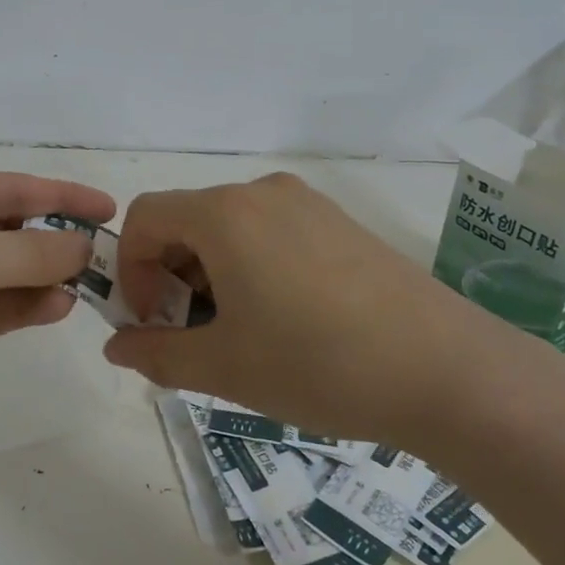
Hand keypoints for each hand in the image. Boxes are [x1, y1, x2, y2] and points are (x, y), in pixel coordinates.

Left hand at [0, 166, 114, 457]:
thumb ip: (31, 252)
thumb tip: (84, 246)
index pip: (11, 187)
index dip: (62, 195)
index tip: (111, 209)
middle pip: (11, 227)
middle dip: (56, 241)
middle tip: (108, 256)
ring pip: (8, 269)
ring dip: (46, 276)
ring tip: (91, 287)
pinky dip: (27, 305)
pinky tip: (60, 308)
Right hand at [102, 173, 489, 445]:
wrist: (448, 372)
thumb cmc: (317, 364)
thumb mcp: (224, 367)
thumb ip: (156, 354)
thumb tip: (116, 346)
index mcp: (224, 214)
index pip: (144, 218)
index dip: (130, 269)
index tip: (151, 322)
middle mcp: (262, 193)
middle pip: (187, 220)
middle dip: (171, 276)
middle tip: (191, 336)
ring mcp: (307, 204)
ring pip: (229, 229)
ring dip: (211, 275)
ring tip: (239, 335)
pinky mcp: (341, 224)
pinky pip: (271, 233)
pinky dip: (251, 267)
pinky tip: (284, 321)